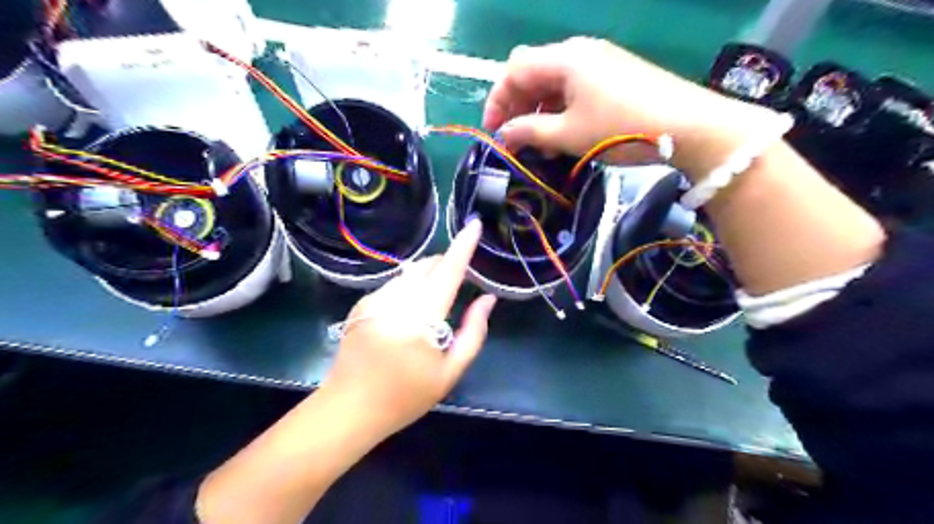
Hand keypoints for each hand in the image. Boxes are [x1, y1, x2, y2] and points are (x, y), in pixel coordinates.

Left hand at [319, 219, 494, 434]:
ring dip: (427, 277)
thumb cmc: (405, 396)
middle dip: (446, 264)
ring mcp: (374, 299)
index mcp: (420, 319)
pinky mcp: (362, 303)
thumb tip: (487, 299)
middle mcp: (395, 301)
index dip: (463, 246)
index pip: (447, 273)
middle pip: (427, 266)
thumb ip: (473, 332)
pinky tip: (407, 314)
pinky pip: (395, 284)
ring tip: (432, 304)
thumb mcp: (450, 372)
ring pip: (410, 273)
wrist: (348, 409)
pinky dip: (410, 288)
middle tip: (459, 282)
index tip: (474, 224)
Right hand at [482, 37, 781, 176]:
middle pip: (532, 73)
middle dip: (516, 105)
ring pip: (553, 83)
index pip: (514, 70)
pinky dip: (560, 110)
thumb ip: (530, 132)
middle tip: (514, 138)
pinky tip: (562, 133)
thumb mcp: (569, 134)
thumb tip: (505, 136)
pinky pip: (574, 89)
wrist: (689, 127)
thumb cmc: (621, 128)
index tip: (493, 132)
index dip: (497, 101)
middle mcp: (579, 52)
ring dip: (538, 111)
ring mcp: (599, 63)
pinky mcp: (613, 76)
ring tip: (538, 143)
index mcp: (565, 59)